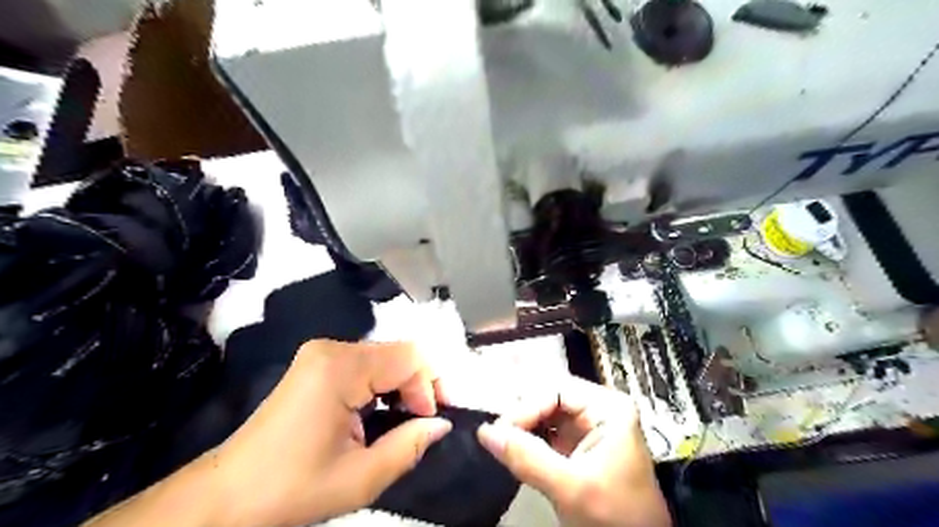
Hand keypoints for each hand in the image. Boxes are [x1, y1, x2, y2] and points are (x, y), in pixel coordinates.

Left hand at [206, 339, 454, 525]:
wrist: (228, 494)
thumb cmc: (292, 488)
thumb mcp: (361, 478)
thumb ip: (409, 446)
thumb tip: (442, 424)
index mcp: (340, 369)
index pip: (409, 357)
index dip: (429, 386)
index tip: (429, 421)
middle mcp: (332, 349)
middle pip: (399, 351)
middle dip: (419, 384)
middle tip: (423, 421)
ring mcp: (322, 352)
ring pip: (385, 356)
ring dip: (402, 384)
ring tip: (404, 419)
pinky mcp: (317, 362)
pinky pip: (366, 362)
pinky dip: (383, 383)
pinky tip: (380, 409)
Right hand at [480, 374, 671, 526]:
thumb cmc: (615, 516)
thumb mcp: (571, 488)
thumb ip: (528, 459)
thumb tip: (485, 433)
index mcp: (608, 408)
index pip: (557, 391)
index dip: (526, 408)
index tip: (499, 431)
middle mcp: (598, 409)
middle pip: (549, 398)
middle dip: (522, 416)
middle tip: (497, 436)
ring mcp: (587, 426)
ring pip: (544, 414)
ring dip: (522, 427)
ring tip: (501, 442)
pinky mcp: (577, 445)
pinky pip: (546, 432)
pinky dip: (528, 440)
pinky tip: (514, 449)